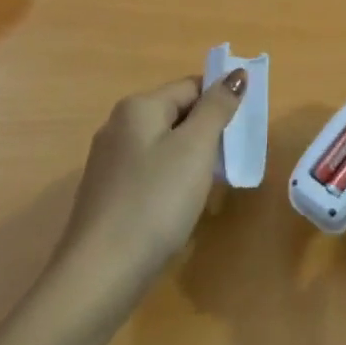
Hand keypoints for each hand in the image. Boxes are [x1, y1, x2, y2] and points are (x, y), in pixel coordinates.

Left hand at [50, 69, 247, 302]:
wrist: (102, 271)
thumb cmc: (155, 200)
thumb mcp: (195, 148)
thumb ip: (217, 107)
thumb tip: (236, 73)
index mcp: (138, 108)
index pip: (191, 87)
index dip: (220, 102)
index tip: (243, 131)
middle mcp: (118, 126)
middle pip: (176, 115)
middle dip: (206, 132)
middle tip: (230, 161)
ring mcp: (108, 162)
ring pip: (163, 146)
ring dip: (191, 159)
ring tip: (209, 186)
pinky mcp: (107, 194)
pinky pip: (149, 173)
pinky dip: (170, 181)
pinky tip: (179, 207)